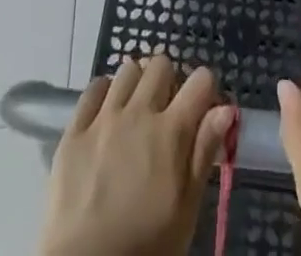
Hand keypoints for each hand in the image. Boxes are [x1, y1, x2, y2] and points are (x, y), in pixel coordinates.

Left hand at [38, 55, 233, 255]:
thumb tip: (225, 108)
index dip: (205, 89)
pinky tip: (107, 113)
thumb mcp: (185, 210)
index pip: (200, 80)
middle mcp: (139, 111)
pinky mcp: (75, 128)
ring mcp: (104, 117)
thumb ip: (204, 154)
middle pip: (161, 64)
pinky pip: (94, 87)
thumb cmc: (145, 247)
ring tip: (135, 111)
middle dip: (169, 81)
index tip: (201, 108)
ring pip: (127, 70)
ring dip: (137, 83)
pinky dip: (105, 92)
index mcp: (171, 132)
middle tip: (166, 111)